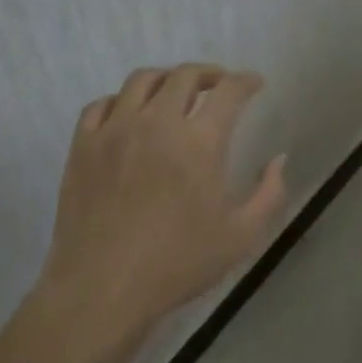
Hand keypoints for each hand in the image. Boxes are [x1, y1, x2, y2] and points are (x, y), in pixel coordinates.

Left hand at [39, 64, 287, 342]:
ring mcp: (114, 130)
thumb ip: (269, 193)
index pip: (229, 91)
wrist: (102, 288)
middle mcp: (156, 123)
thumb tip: (279, 159)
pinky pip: (101, 105)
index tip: (254, 83)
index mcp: (199, 142)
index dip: (246, 81)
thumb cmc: (177, 264)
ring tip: (175, 93)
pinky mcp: (83, 145)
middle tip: (219, 85)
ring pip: (141, 80)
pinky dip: (122, 101)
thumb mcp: (242, 236)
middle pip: (185, 75)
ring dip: (166, 79)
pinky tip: (129, 115)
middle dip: (209, 74)